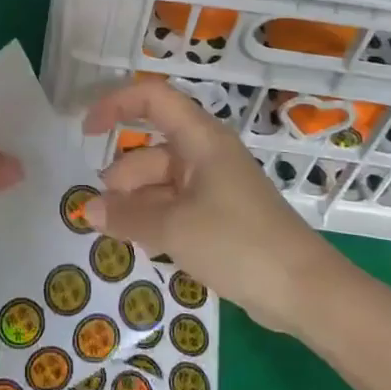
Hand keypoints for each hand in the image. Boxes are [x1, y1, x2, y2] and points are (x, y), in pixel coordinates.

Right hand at [82, 76, 344, 331]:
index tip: (86, 131)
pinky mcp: (223, 216)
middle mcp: (207, 154)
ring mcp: (216, 186)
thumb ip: (126, 216)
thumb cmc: (237, 242)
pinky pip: (178, 206)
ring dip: (137, 202)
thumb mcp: (173, 228)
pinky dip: (156, 219)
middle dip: (122, 175)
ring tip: (113, 232)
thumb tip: (87, 209)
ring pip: (163, 182)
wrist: (304, 291)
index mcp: (200, 138)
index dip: (116, 105)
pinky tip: (141, 245)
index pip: (152, 99)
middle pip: (153, 149)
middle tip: (98, 209)